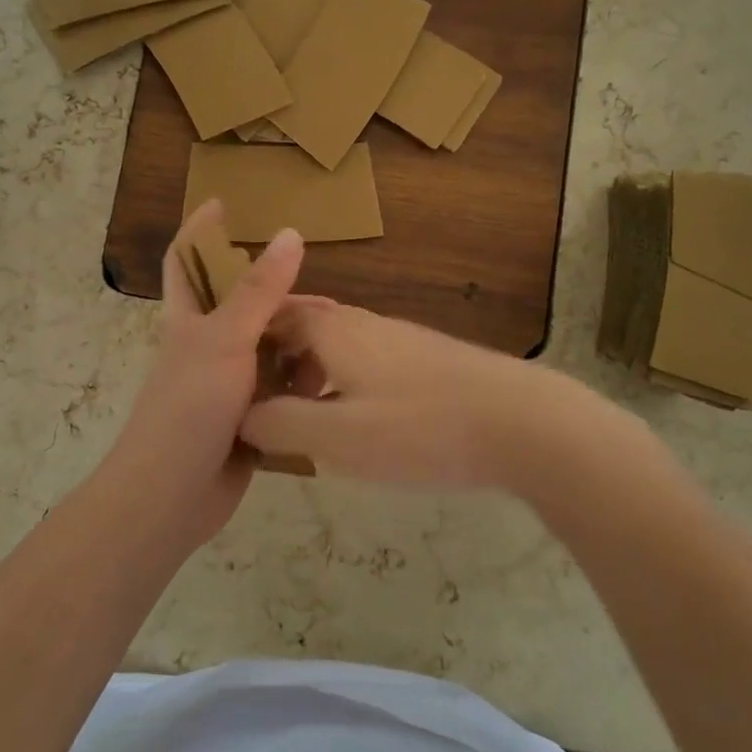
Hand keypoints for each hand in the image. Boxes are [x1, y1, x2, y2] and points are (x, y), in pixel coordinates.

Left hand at [103, 201, 303, 543]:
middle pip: (244, 309)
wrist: (170, 497)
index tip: (223, 204)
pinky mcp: (246, 421)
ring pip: (268, 353)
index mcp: (188, 321)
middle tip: (328, 304)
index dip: (200, 231)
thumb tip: (291, 234)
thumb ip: (260, 290)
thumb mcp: (226, 340)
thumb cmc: (190, 408)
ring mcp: (226, 387)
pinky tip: (332, 384)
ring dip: (298, 347)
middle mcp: (206, 348)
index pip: (185, 261)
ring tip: (340, 347)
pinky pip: (279, 393)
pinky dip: (301, 387)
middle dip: (282, 301)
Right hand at [239, 298, 565, 488]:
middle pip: (307, 326)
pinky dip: (345, 381)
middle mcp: (365, 323)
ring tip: (303, 415)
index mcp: (334, 331)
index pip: (276, 314)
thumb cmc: (419, 428)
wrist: (523, 422)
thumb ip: (279, 423)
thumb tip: (241, 415)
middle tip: (260, 399)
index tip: (228, 373)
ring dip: (313, 371)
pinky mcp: (430, 359)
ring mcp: (401, 339)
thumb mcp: (336, 436)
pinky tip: (358, 421)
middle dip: (278, 356)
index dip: (248, 339)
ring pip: (340, 345)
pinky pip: (369, 361)